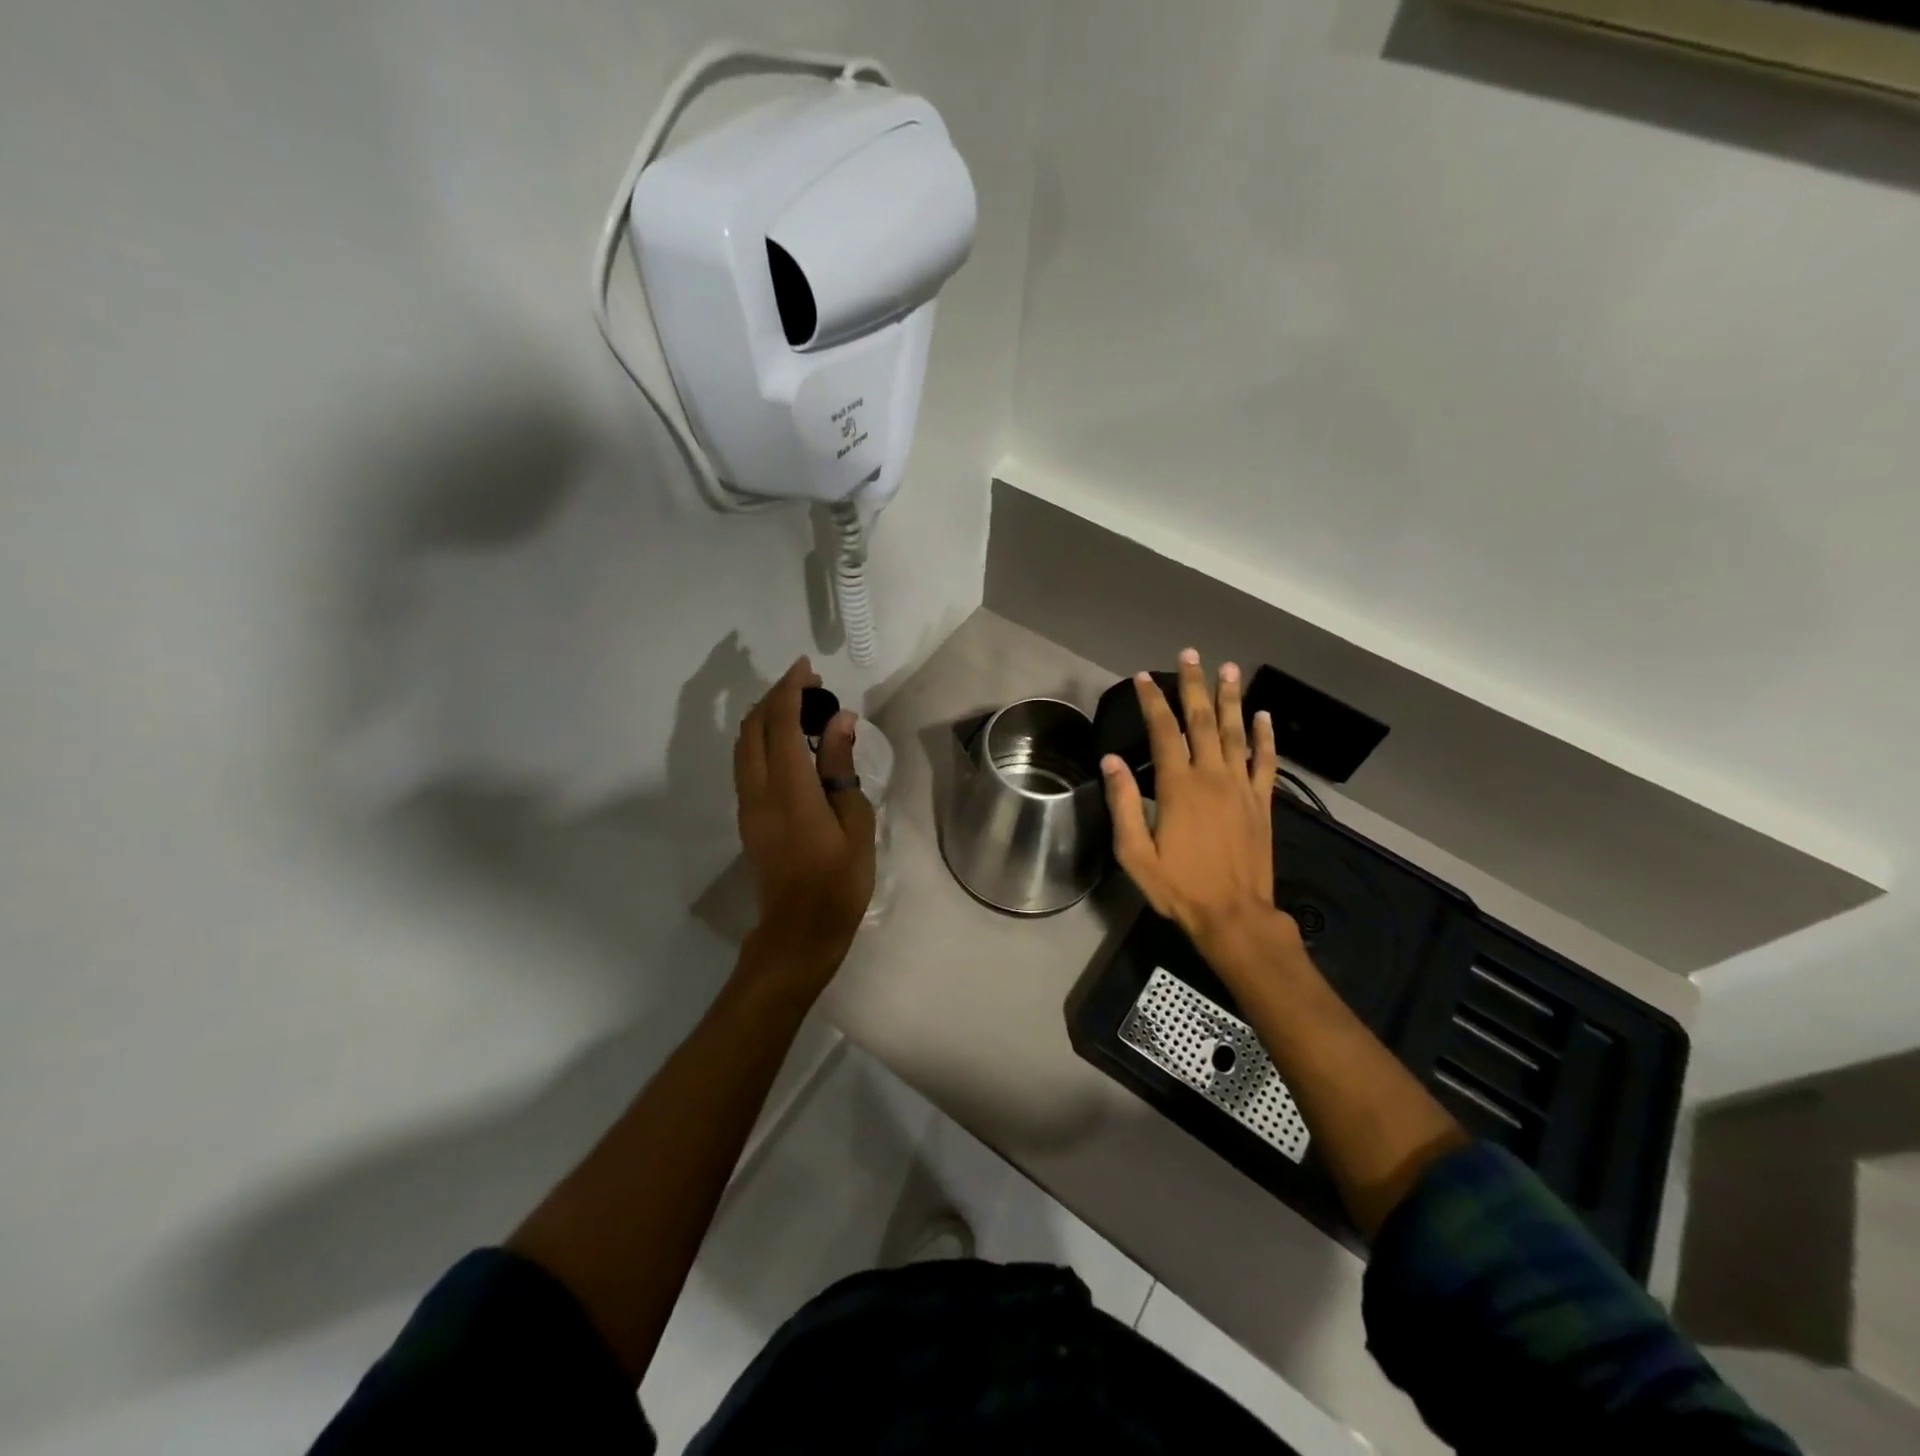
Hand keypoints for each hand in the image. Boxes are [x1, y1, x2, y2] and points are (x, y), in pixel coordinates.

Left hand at [733, 657, 875, 994]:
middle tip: (809, 686)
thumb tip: (840, 721)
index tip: (808, 669)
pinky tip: (788, 743)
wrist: (800, 931)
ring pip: (744, 745)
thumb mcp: (854, 822)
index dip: (791, 691)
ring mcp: (748, 806)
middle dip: (776, 698)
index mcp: (789, 790)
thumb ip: (841, 767)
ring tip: (799, 708)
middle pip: (754, 728)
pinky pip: (747, 764)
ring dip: (766, 718)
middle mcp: (758, 791)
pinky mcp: (748, 818)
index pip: (781, 724)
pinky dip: (762, 740)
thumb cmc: (839, 881)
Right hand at [1102, 650, 1304, 977]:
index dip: (1152, 701)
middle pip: (1203, 721)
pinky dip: (1265, 736)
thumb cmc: (1179, 887)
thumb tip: (1111, 761)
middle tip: (1190, 654)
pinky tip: (1264, 716)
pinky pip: (1266, 761)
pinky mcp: (1263, 803)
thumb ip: (1124, 804)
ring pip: (1237, 732)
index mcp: (1179, 787)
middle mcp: (1212, 777)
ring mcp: (1242, 788)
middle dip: (1194, 685)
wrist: (1234, 916)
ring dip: (1231, 698)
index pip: (1163, 731)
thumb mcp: (1135, 852)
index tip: (1143, 677)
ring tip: (1228, 669)